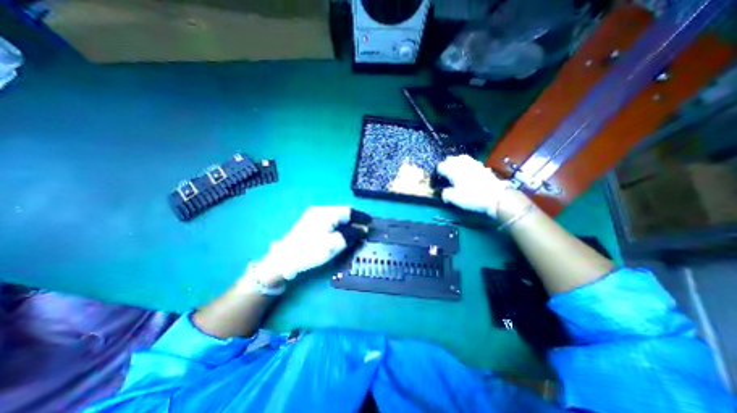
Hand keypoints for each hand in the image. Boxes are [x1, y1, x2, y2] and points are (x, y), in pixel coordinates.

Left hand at [256, 206, 370, 283]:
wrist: (283, 259)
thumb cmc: (310, 250)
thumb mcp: (334, 244)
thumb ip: (351, 235)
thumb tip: (363, 229)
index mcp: (326, 213)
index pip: (349, 211)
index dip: (361, 217)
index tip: (371, 222)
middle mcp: (320, 210)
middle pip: (342, 213)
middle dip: (354, 220)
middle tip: (364, 229)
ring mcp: (313, 216)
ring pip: (336, 217)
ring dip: (346, 224)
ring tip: (355, 232)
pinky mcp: (309, 223)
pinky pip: (329, 221)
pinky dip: (338, 226)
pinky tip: (340, 233)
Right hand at [434, 153, 532, 219]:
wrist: (496, 197)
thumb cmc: (472, 197)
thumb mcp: (455, 199)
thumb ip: (446, 194)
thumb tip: (444, 192)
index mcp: (453, 171)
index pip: (441, 166)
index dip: (438, 172)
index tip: (438, 178)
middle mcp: (462, 164)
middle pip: (450, 159)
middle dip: (446, 164)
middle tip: (445, 173)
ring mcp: (473, 164)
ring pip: (461, 157)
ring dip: (456, 162)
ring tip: (455, 169)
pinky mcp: (481, 166)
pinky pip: (471, 161)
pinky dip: (466, 164)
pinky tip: (467, 170)